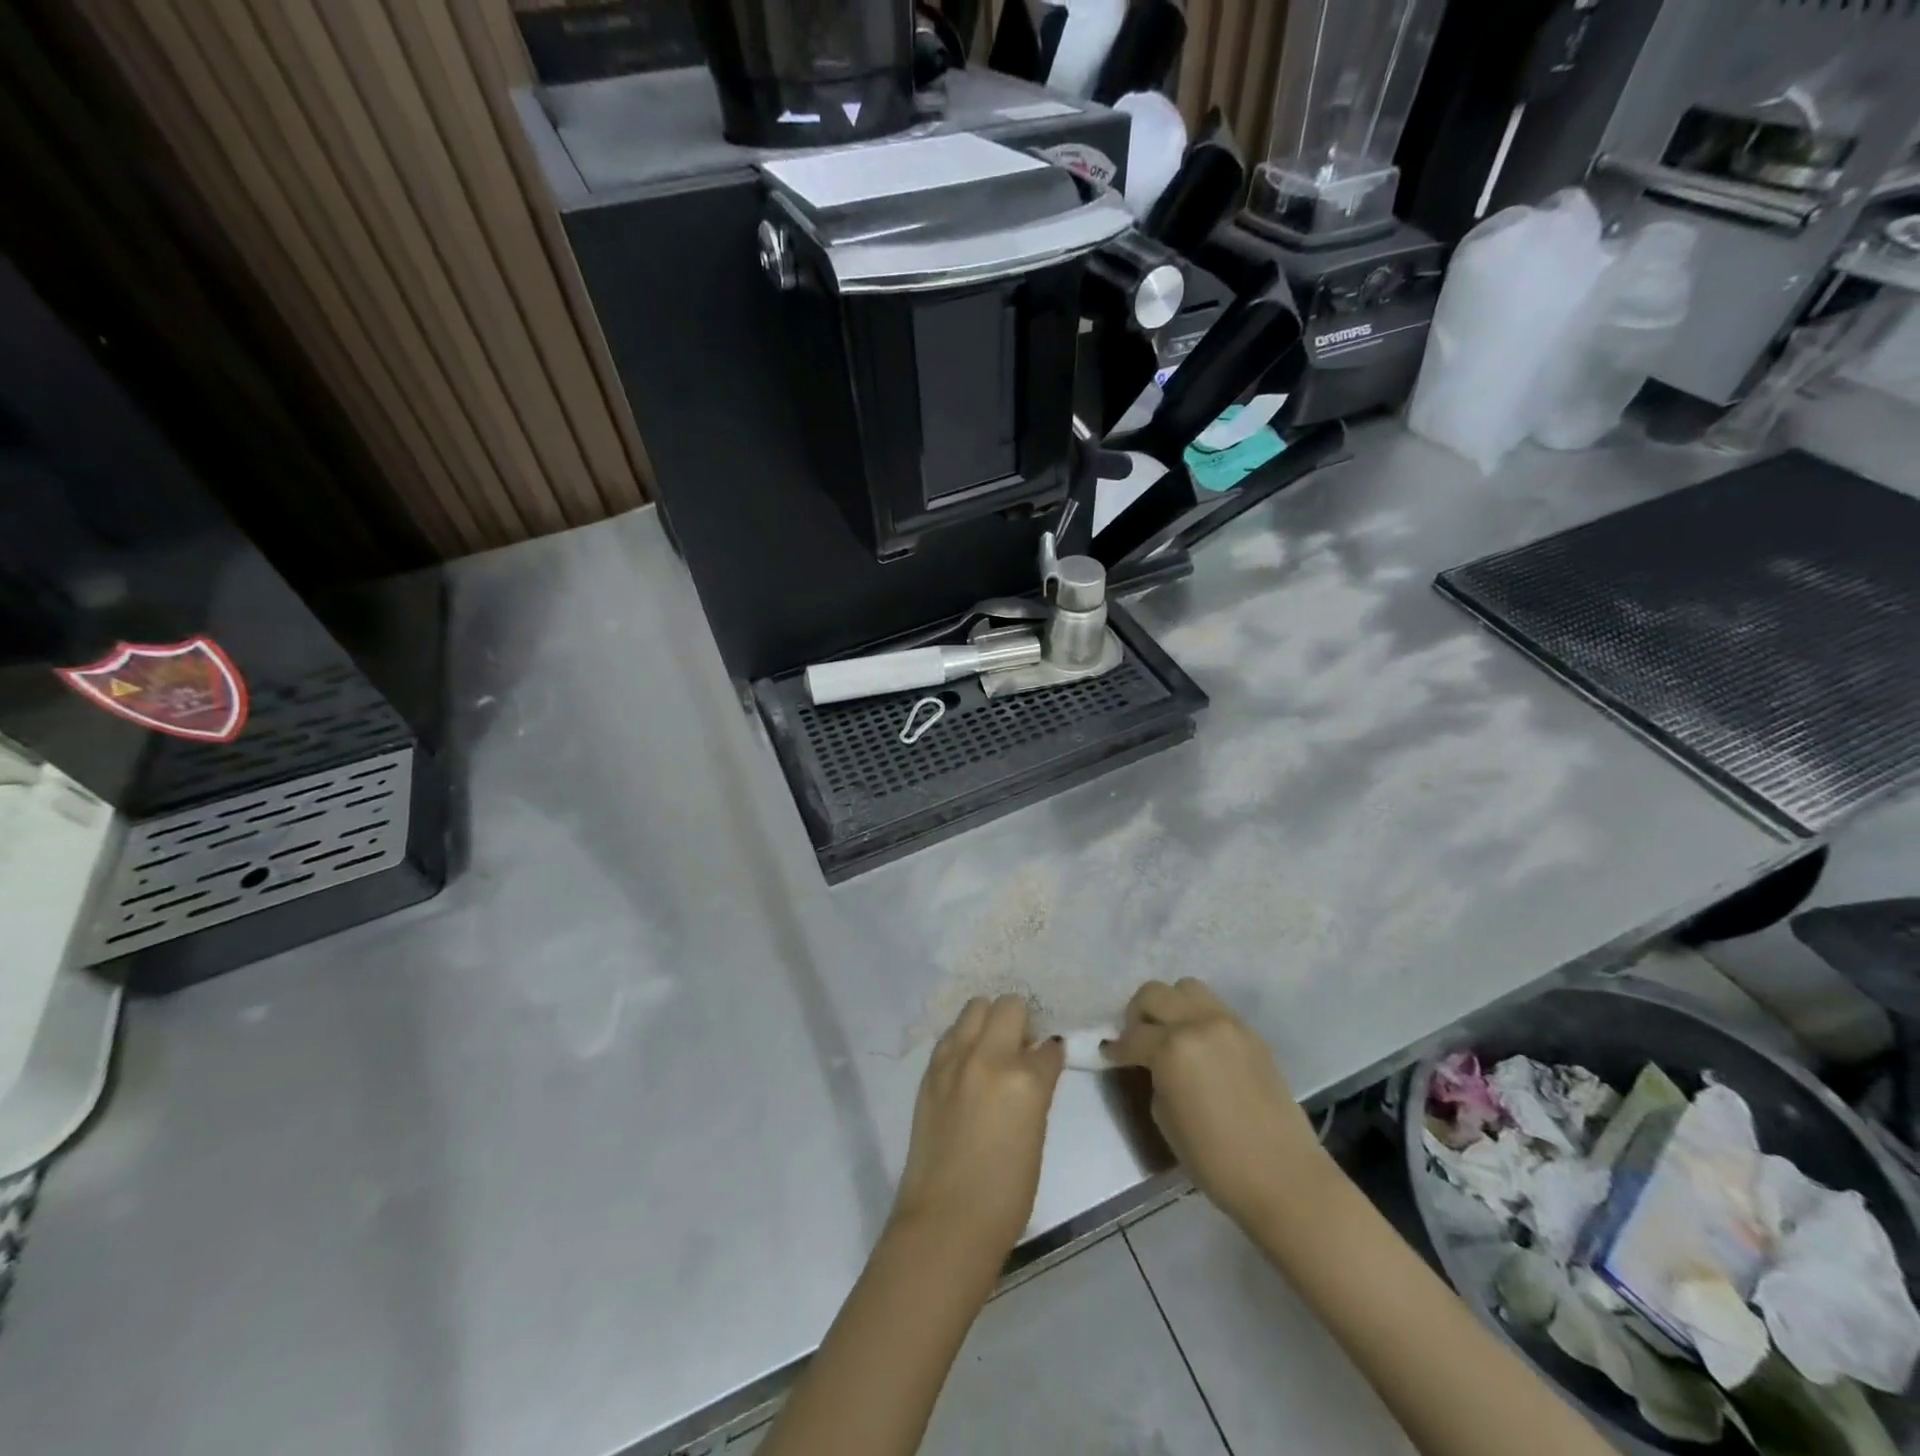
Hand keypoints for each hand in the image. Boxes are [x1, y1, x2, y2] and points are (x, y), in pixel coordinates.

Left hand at [891, 995, 1065, 1266]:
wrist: (945, 1222)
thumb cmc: (1005, 1195)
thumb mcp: (1035, 1136)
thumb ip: (1035, 1092)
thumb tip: (1034, 1068)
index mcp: (1025, 1080)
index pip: (1048, 1047)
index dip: (1051, 1052)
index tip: (1050, 1058)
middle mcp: (989, 1057)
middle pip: (1009, 1005)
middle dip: (1021, 1018)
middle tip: (1021, 1044)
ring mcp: (955, 1059)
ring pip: (975, 1006)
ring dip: (989, 1020)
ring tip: (993, 1046)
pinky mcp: (931, 1070)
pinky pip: (952, 1034)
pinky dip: (964, 1038)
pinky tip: (968, 1062)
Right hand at [1103, 978, 1326, 1228]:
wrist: (1284, 1177)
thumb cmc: (1216, 1160)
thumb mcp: (1165, 1118)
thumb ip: (1155, 1077)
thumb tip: (1154, 1064)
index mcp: (1172, 1048)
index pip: (1133, 1036)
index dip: (1117, 1048)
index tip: (1109, 1055)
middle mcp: (1199, 1024)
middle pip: (1154, 993)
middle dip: (1138, 1014)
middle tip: (1137, 1039)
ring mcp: (1228, 1024)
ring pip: (1186, 988)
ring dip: (1170, 1005)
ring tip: (1169, 1034)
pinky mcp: (1251, 1033)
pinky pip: (1214, 1008)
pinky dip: (1197, 1017)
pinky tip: (1199, 1046)